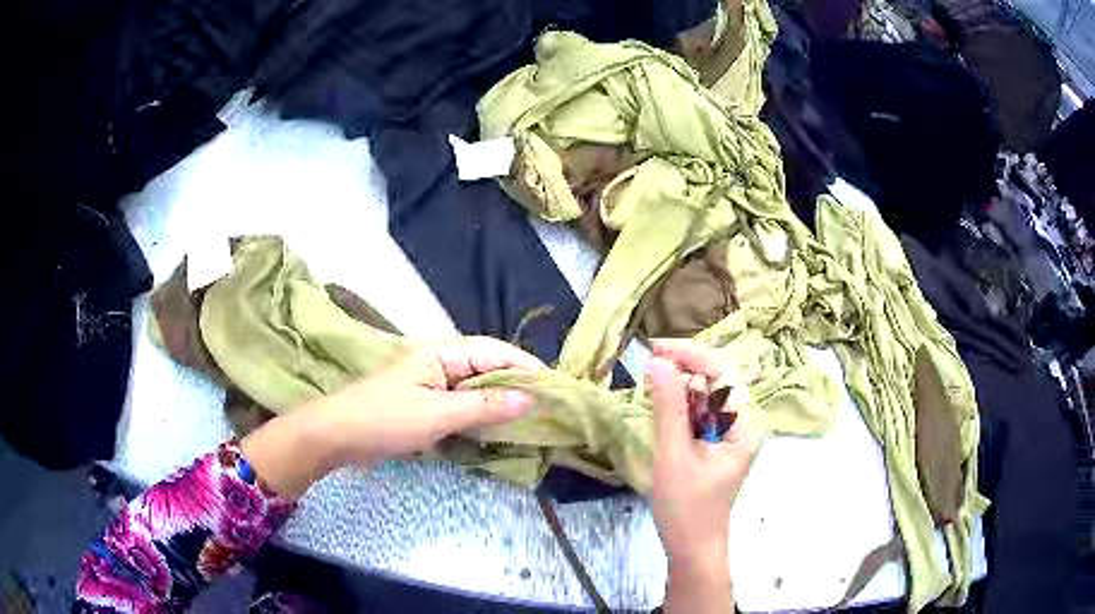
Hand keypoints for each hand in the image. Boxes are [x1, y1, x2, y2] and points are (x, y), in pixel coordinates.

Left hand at [241, 338, 545, 499]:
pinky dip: (480, 415)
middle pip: (488, 367)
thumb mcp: (438, 413)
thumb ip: (484, 406)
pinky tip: (495, 429)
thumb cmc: (385, 418)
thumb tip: (530, 398)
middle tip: (548, 406)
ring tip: (530, 418)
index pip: (495, 352)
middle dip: (518, 384)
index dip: (527, 366)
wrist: (337, 436)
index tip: (556, 386)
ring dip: (500, 401)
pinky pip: (461, 405)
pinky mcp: (424, 405)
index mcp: (442, 353)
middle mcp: (439, 363)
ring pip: (476, 388)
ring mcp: (431, 384)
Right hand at [646, 340, 763, 613]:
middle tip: (649, 361)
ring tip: (651, 380)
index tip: (655, 349)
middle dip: (685, 366)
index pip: (723, 374)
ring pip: (706, 393)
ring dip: (680, 383)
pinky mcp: (715, 442)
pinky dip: (679, 403)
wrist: (692, 548)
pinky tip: (661, 403)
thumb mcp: (674, 457)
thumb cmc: (686, 509)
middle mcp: (742, 423)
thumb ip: (667, 409)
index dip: (691, 355)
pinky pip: (699, 411)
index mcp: (744, 426)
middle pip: (717, 379)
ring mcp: (730, 433)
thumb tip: (656, 362)